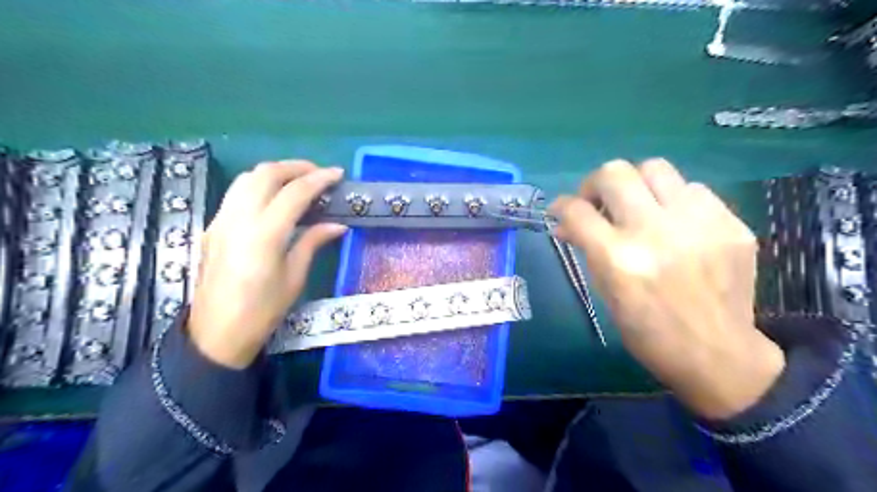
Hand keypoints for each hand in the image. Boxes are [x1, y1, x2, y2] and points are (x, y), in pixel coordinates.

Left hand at [188, 162, 345, 368]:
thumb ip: (313, 242)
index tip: (338, 174)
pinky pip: (236, 193)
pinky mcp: (213, 226)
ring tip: (298, 181)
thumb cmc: (262, 311)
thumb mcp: (294, 277)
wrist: (216, 333)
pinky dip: (259, 185)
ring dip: (275, 172)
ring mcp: (221, 220)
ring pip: (246, 178)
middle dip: (295, 167)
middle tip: (319, 174)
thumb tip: (338, 224)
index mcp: (264, 235)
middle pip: (265, 174)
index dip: (319, 179)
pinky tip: (275, 198)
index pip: (294, 193)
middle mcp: (239, 219)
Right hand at [551, 159, 784, 419]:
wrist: (718, 355)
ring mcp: (699, 224)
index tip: (561, 210)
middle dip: (595, 184)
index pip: (577, 210)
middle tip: (597, 202)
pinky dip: (673, 200)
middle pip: (614, 173)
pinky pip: (693, 189)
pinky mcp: (731, 223)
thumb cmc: (648, 332)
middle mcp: (656, 232)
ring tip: (638, 207)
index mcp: (619, 259)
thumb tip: (567, 224)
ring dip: (636, 185)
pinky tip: (675, 224)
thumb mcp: (606, 293)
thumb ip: (587, 250)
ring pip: (655, 167)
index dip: (561, 206)